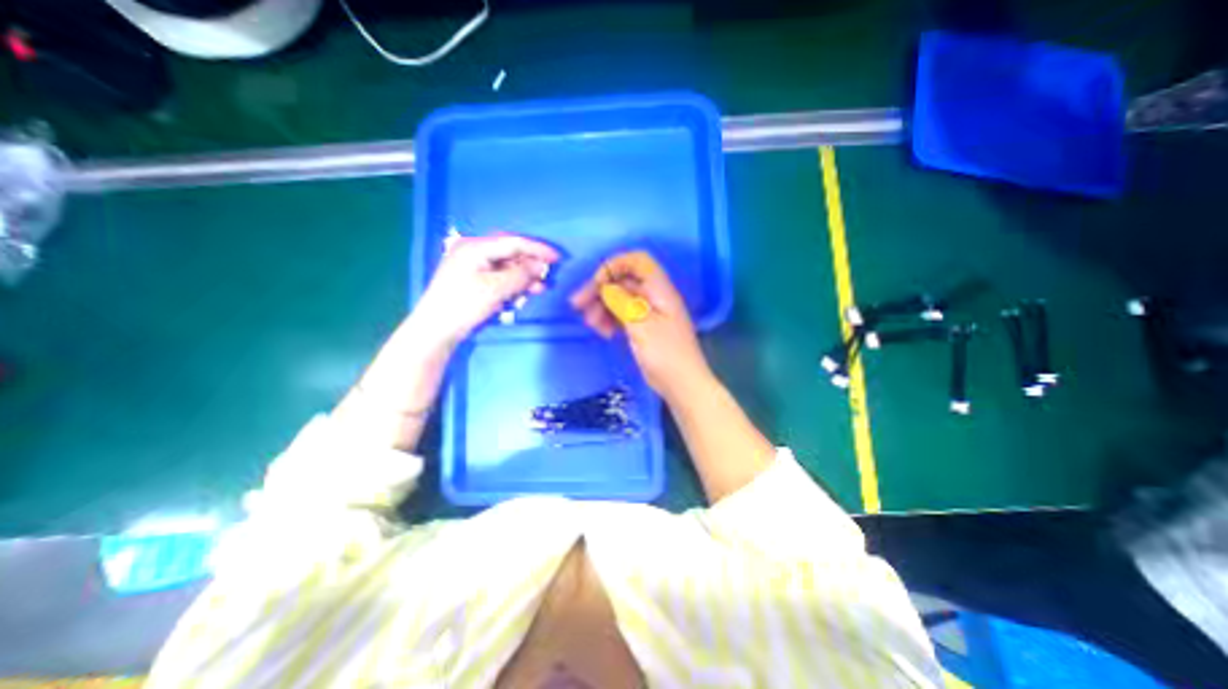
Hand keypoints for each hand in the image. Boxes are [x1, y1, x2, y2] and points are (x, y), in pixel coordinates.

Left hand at [417, 234, 558, 346]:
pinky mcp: (473, 281)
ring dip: (523, 276)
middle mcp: (473, 252)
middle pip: (509, 252)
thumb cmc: (464, 304)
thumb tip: (541, 266)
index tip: (557, 258)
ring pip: (506, 266)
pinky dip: (513, 284)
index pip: (513, 242)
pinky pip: (499, 277)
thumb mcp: (496, 289)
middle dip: (530, 263)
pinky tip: (524, 293)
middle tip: (547, 274)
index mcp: (475, 247)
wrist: (436, 329)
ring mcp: (472, 266)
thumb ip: (521, 275)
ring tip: (539, 288)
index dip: (537, 249)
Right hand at [570, 250, 716, 401]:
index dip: (614, 266)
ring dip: (602, 306)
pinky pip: (622, 314)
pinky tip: (603, 332)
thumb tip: (605, 287)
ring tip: (592, 324)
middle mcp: (653, 296)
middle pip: (623, 281)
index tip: (597, 284)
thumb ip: (621, 302)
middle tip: (578, 305)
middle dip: (600, 289)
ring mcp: (648, 312)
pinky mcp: (643, 327)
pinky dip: (609, 319)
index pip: (637, 262)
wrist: (681, 385)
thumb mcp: (641, 326)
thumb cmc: (665, 354)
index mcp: (659, 289)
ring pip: (619, 299)